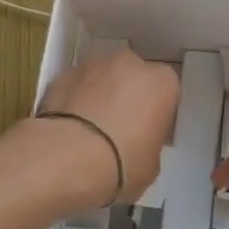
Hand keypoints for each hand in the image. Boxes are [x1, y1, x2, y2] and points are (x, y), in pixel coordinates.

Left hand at [35, 48, 180, 208]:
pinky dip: (74, 100)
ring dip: (100, 95)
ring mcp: (92, 65)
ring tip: (89, 129)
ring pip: (102, 77)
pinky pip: (75, 87)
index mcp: (162, 82)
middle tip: (119, 128)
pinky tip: (68, 128)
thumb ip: (149, 143)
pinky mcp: (61, 74)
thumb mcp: (151, 165)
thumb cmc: (122, 163)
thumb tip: (137, 144)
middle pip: (133, 77)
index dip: (156, 112)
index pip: (166, 91)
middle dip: (128, 96)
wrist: (66, 158)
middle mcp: (130, 64)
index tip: (148, 133)